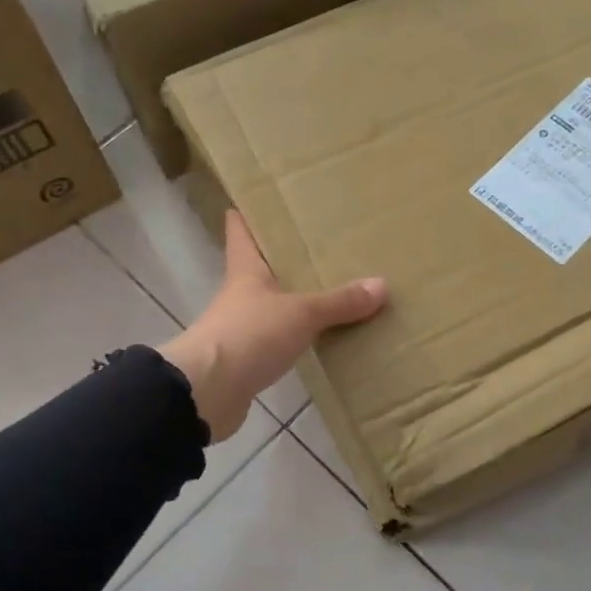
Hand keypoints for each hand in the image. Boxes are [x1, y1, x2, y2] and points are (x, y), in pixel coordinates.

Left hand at [160, 211, 387, 440]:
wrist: (208, 392)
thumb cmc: (249, 335)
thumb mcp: (301, 313)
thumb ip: (339, 301)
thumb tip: (381, 285)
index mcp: (246, 270)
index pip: (241, 231)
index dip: (249, 212)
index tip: (264, 197)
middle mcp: (240, 294)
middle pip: (261, 267)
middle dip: (285, 257)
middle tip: (321, 242)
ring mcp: (240, 328)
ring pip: (272, 305)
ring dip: (294, 299)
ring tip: (331, 289)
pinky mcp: (246, 360)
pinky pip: (278, 340)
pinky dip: (297, 337)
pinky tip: (321, 337)